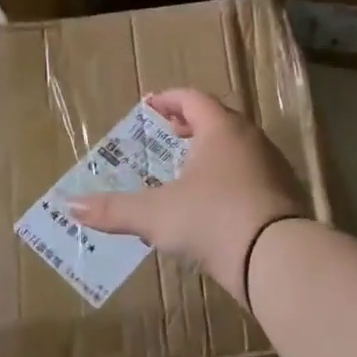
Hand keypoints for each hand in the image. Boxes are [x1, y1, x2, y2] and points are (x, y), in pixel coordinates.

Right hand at [69, 89, 305, 302]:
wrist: (277, 257)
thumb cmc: (212, 219)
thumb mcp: (155, 215)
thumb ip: (114, 210)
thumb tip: (70, 206)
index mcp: (221, 130)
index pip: (193, 99)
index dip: (170, 100)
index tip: (151, 106)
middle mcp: (251, 140)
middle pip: (220, 120)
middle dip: (192, 124)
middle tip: (171, 134)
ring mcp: (273, 167)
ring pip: (239, 148)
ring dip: (213, 152)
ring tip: (190, 170)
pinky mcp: (285, 196)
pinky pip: (252, 175)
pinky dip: (231, 178)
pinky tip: (216, 204)